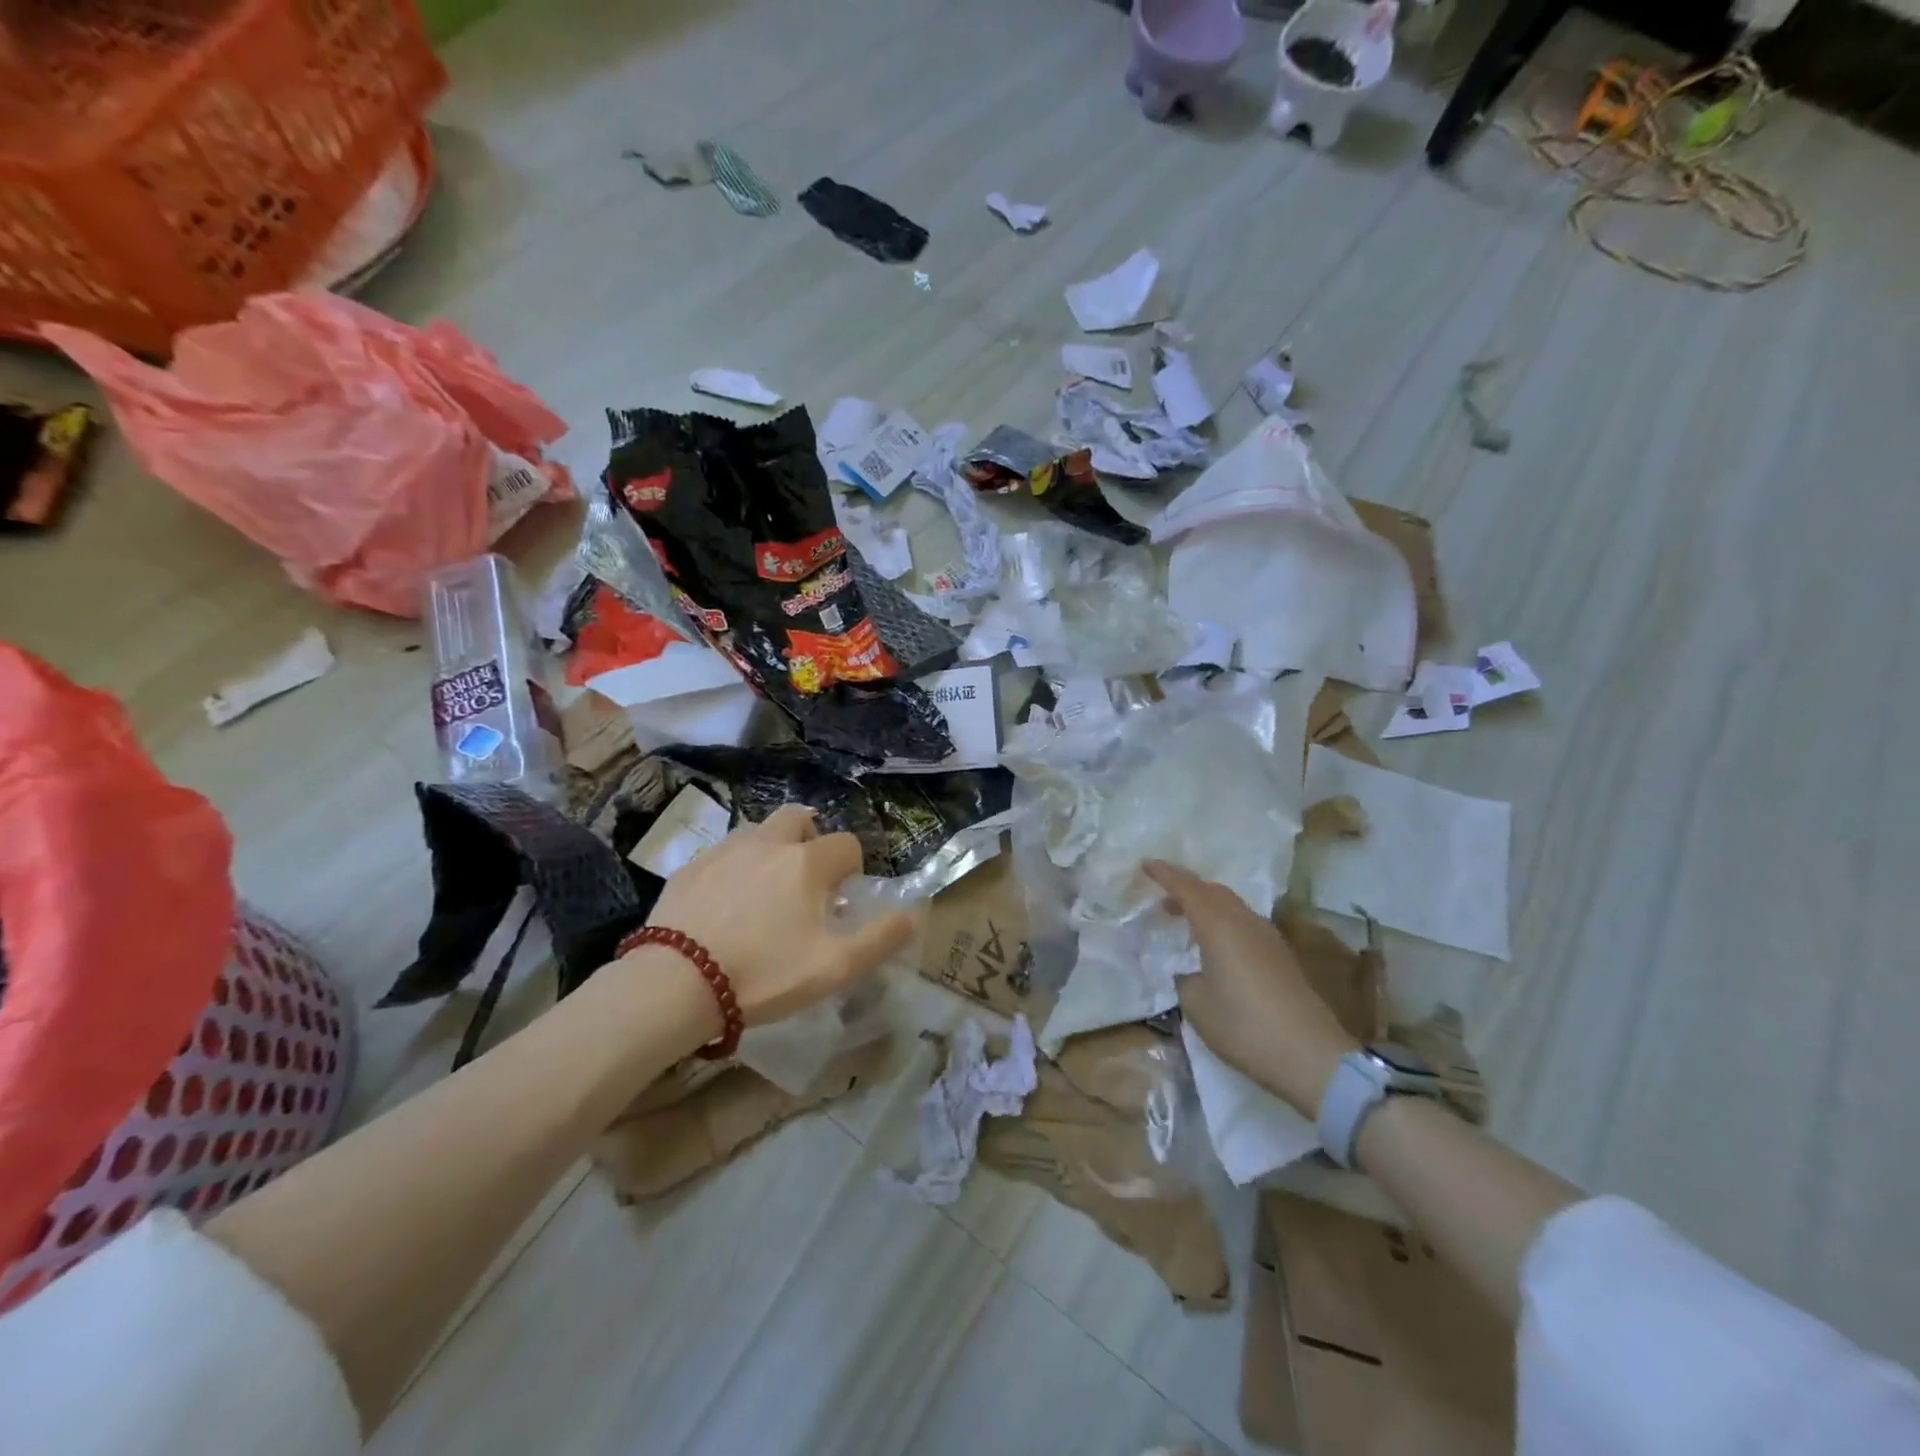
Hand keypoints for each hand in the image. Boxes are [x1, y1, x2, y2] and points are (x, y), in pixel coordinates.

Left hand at [643, 804, 915, 1027]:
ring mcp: (725, 851)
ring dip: (772, 850)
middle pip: (799, 818)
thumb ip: (880, 938)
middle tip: (806, 882)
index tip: (841, 902)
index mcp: (807, 862)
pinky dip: (736, 868)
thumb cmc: (765, 973)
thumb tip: (914, 914)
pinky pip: (724, 854)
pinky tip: (727, 906)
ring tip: (767, 893)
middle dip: (811, 840)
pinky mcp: (690, 867)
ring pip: (759, 832)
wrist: (676, 982)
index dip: (852, 870)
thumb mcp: (835, 966)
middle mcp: (769, 843)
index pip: (847, 844)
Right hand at [1145, 860, 1357, 1115]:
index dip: (1164, 874)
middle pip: (1212, 891)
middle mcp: (1244, 921)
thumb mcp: (1197, 1005)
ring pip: (1231, 905)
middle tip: (1162, 900)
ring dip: (1207, 905)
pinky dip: (1223, 922)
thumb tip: (1188, 972)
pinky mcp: (1281, 956)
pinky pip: (1244, 923)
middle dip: (1186, 888)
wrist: (1311, 1055)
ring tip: (1186, 921)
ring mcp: (1267, 937)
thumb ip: (1185, 979)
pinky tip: (1216, 946)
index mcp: (1218, 925)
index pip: (1186, 888)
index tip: (1145, 864)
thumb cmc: (1244, 1025)